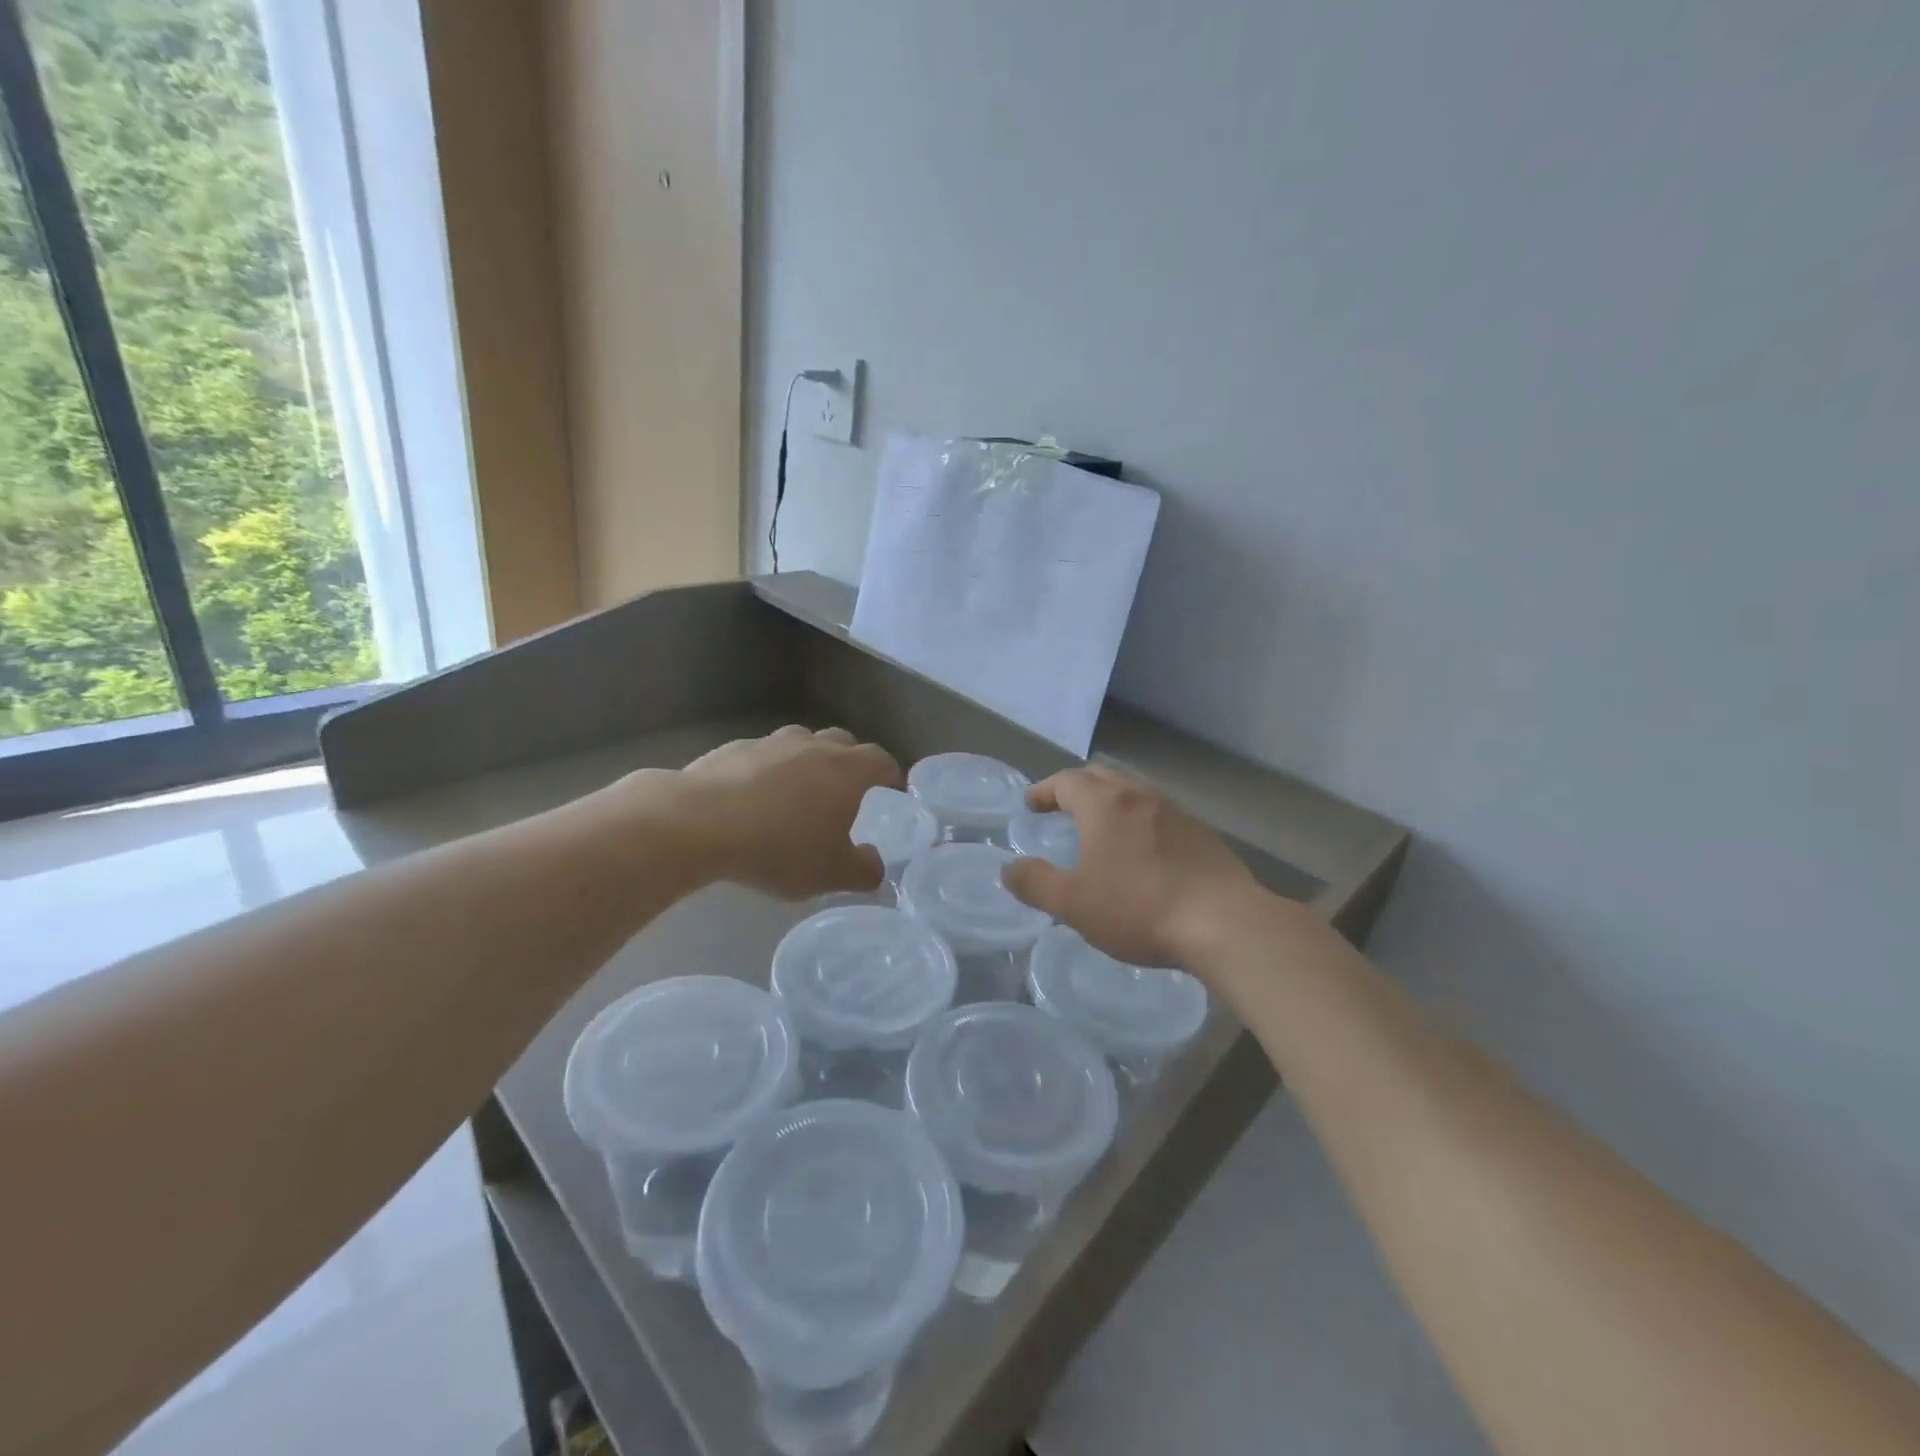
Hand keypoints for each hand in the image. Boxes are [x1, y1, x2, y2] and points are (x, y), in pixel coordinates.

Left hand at [663, 725, 901, 898]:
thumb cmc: (779, 847)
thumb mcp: (831, 874)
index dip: (890, 774)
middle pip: (843, 742)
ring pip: (800, 742)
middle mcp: (813, 746)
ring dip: (807, 761)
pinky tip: (753, 797)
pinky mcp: (733, 748)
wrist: (700, 823)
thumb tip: (875, 864)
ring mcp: (771, 743)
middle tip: (846, 790)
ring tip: (798, 791)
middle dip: (850, 761)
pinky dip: (767, 770)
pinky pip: (762, 755)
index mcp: (846, 770)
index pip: (881, 760)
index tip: (891, 789)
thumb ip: (863, 870)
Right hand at [1001, 766, 1261, 970]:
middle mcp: (1140, 796)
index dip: (1044, 790)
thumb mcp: (1074, 903)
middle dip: (1076, 788)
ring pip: (1134, 794)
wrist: (1224, 922)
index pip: (1066, 781)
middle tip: (1061, 807)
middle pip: (1101, 777)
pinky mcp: (1202, 834)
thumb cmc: (1139, 907)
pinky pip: (1159, 816)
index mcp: (1104, 804)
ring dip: (1110, 803)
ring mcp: (1176, 812)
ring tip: (1100, 828)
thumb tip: (1009, 869)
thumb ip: (1036, 883)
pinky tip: (1142, 852)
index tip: (1031, 803)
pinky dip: (1139, 822)